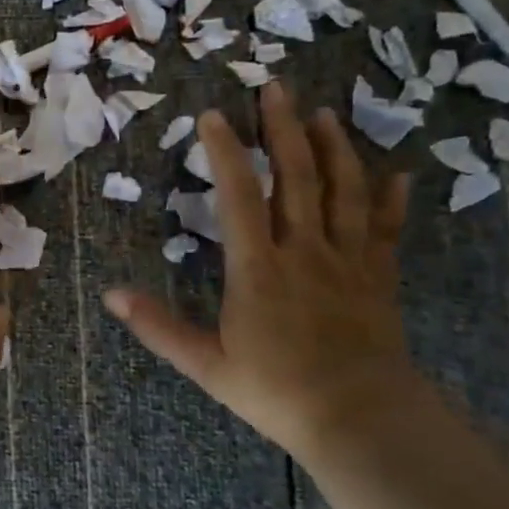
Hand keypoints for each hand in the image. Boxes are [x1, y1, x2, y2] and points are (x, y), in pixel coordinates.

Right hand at [104, 82, 420, 457]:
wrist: (361, 420)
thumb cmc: (276, 391)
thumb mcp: (207, 364)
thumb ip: (159, 326)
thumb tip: (111, 295)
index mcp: (259, 268)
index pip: (239, 196)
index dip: (226, 152)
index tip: (213, 116)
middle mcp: (305, 251)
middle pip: (297, 178)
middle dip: (284, 129)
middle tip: (276, 89)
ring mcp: (347, 262)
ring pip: (344, 192)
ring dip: (334, 149)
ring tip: (324, 115)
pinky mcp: (378, 278)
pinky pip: (384, 230)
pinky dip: (390, 200)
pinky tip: (397, 174)